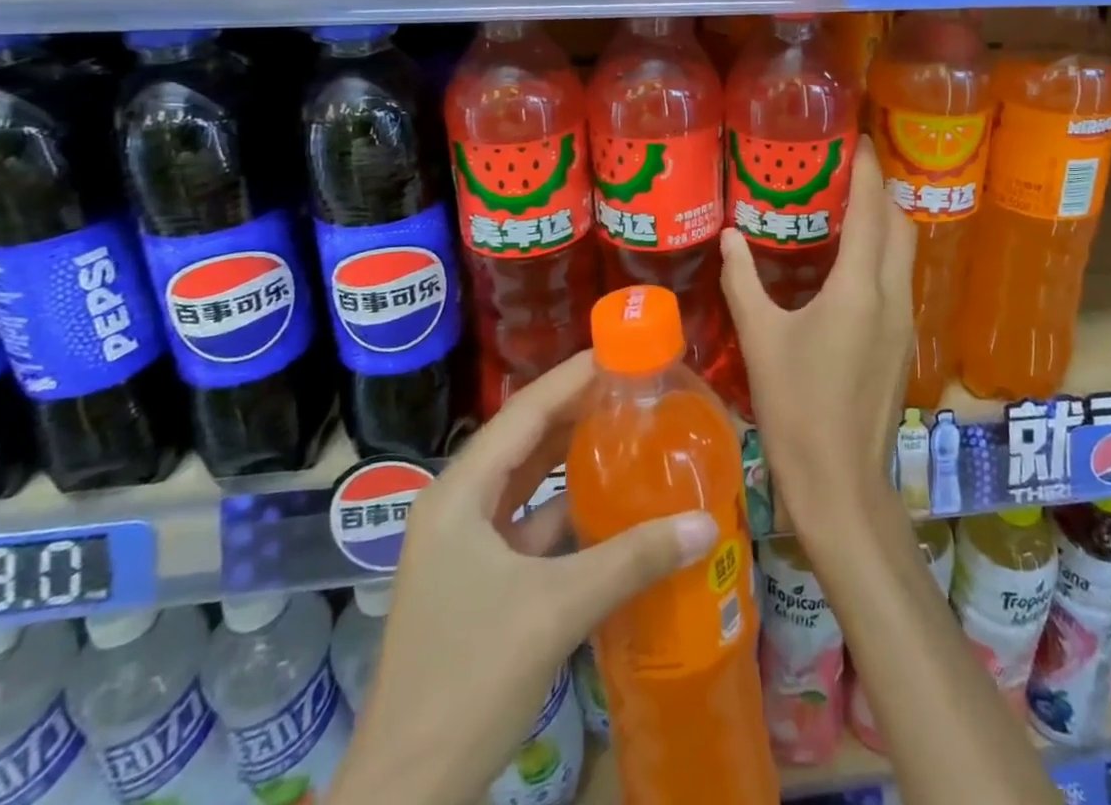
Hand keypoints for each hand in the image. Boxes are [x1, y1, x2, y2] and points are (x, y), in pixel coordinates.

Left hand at [334, 352, 718, 804]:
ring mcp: (466, 548)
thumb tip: (705, 524)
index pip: (522, 413)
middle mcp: (457, 508)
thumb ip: (631, 560)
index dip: (570, 378)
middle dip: (575, 410)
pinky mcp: (481, 582)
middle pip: (523, 440)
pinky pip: (530, 524)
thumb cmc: (468, 680)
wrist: (405, 796)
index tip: (618, 351)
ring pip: (526, 483)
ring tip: (627, 428)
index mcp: (458, 495)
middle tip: (633, 386)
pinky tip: (609, 502)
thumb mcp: (555, 609)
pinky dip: (567, 509)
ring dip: (571, 458)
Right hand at [719, 143, 916, 532]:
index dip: (869, 170)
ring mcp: (904, 322)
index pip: (872, 211)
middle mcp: (893, 296)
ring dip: (885, 224)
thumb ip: (744, 282)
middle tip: (847, 172)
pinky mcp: (902, 345)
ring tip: (847, 209)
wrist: (842, 485)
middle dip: (881, 192)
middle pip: (900, 225)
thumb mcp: (761, 340)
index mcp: (860, 288)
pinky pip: (899, 281)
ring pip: (905, 254)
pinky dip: (882, 256)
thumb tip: (729, 237)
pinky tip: (849, 267)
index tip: (858, 139)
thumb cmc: (797, 408)